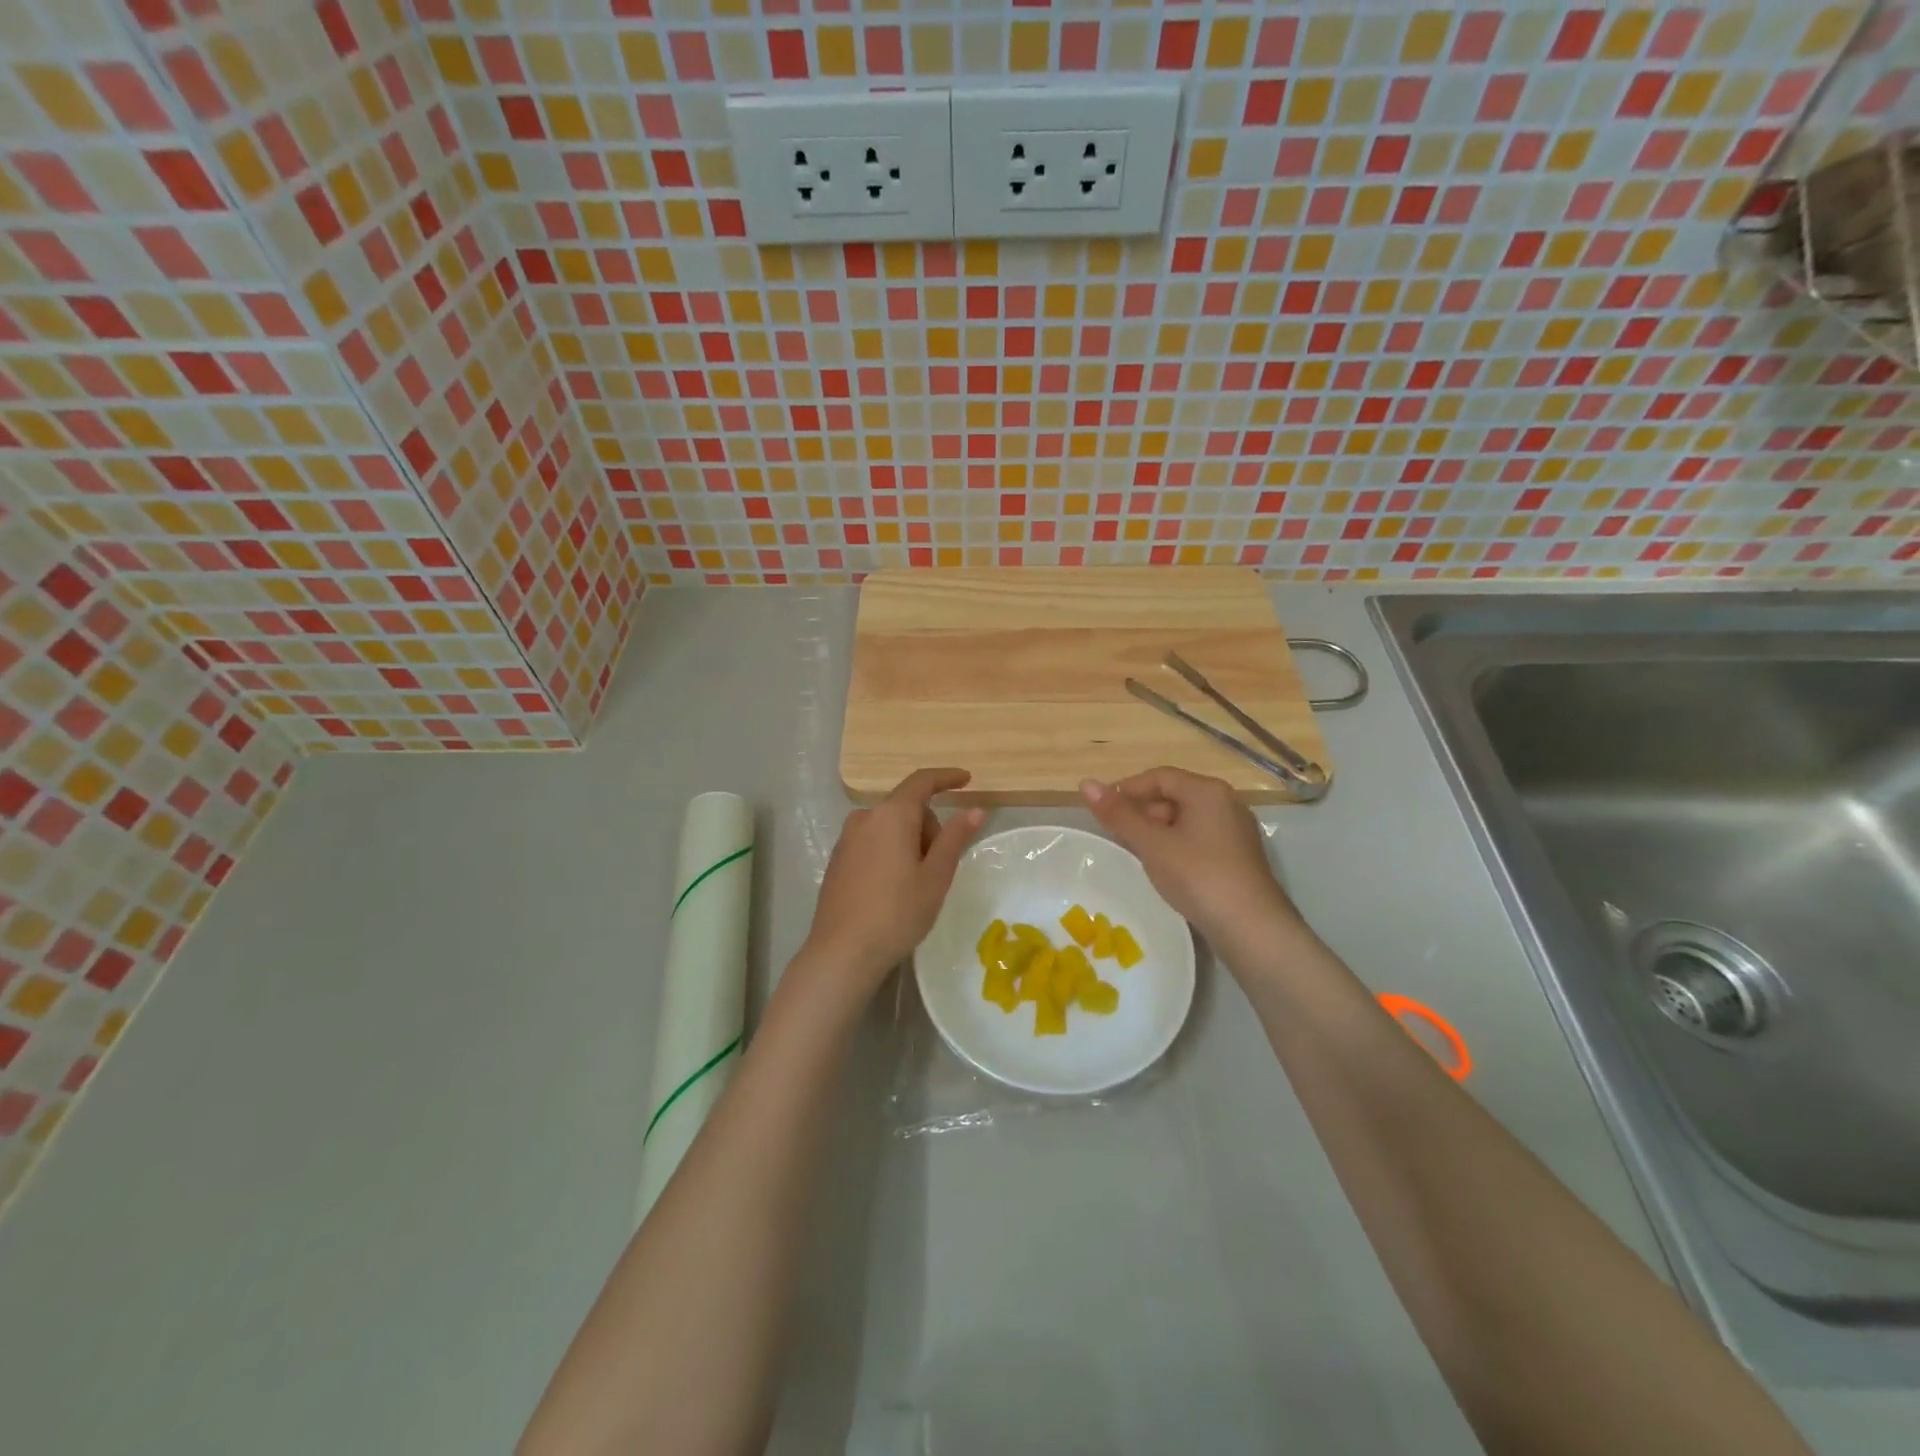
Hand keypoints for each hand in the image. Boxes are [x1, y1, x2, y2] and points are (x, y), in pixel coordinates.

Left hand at [801, 768, 985, 997]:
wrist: (842, 952)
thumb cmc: (897, 913)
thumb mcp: (936, 876)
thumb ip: (955, 838)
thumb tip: (975, 810)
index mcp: (891, 815)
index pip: (922, 782)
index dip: (946, 778)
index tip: (967, 780)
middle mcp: (865, 818)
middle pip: (907, 808)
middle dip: (929, 828)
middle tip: (938, 869)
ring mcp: (847, 839)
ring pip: (889, 827)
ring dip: (909, 842)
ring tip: (915, 884)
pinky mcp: (837, 860)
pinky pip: (872, 842)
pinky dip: (890, 852)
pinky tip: (892, 890)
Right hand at [1079, 767, 1305, 952]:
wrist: (1252, 928)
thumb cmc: (1198, 876)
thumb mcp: (1152, 844)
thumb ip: (1118, 815)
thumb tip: (1086, 784)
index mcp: (1207, 791)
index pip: (1159, 776)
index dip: (1127, 789)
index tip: (1103, 810)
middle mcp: (1227, 803)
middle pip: (1174, 796)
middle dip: (1143, 812)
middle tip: (1119, 837)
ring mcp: (1236, 830)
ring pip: (1186, 819)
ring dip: (1158, 831)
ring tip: (1140, 856)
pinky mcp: (1239, 856)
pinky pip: (1200, 838)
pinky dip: (1177, 846)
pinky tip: (1167, 870)